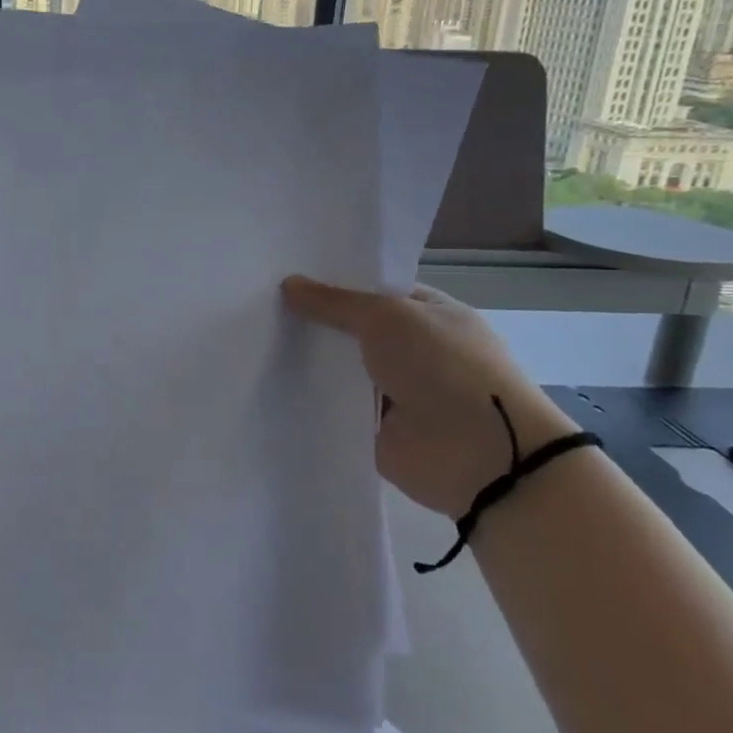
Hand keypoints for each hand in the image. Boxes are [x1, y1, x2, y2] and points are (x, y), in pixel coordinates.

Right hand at [282, 276, 579, 516]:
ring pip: (342, 368)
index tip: (288, 277)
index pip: (375, 291)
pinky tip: (272, 384)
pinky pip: (337, 407)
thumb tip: (289, 284)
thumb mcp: (387, 316)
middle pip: (354, 330)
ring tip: (254, 340)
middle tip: (262, 305)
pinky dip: (313, 399)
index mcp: (430, 314)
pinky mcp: (376, 428)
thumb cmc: (442, 366)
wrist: (478, 454)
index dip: (335, 284)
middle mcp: (414, 350)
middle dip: (316, 321)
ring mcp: (396, 391)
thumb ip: (335, 302)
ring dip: (311, 361)